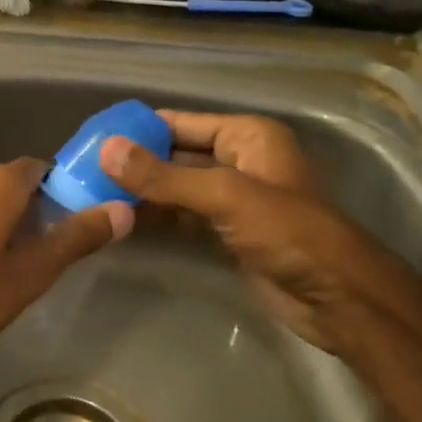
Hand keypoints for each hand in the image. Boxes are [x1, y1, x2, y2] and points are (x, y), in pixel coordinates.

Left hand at [0, 158, 132, 370]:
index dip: (71, 189)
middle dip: (46, 209)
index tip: (86, 220)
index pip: (47, 167)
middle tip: (62, 250)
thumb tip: (122, 209)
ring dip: (17, 222)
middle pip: (21, 183)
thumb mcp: (28, 274)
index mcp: (0, 183)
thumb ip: (74, 239)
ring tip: (31, 264)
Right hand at [101, 111, 421, 354]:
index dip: (137, 130)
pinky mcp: (229, 231)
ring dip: (142, 192)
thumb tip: (106, 150)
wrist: (339, 298)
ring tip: (93, 195)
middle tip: (82, 171)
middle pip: (175, 154)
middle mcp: (240, 159)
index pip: (179, 122)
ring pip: (177, 188)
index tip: (91, 139)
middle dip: (134, 163)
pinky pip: (185, 215)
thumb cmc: (289, 233)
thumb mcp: (225, 196)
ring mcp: (235, 198)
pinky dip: (158, 217)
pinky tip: (123, 221)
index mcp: (247, 135)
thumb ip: (163, 176)